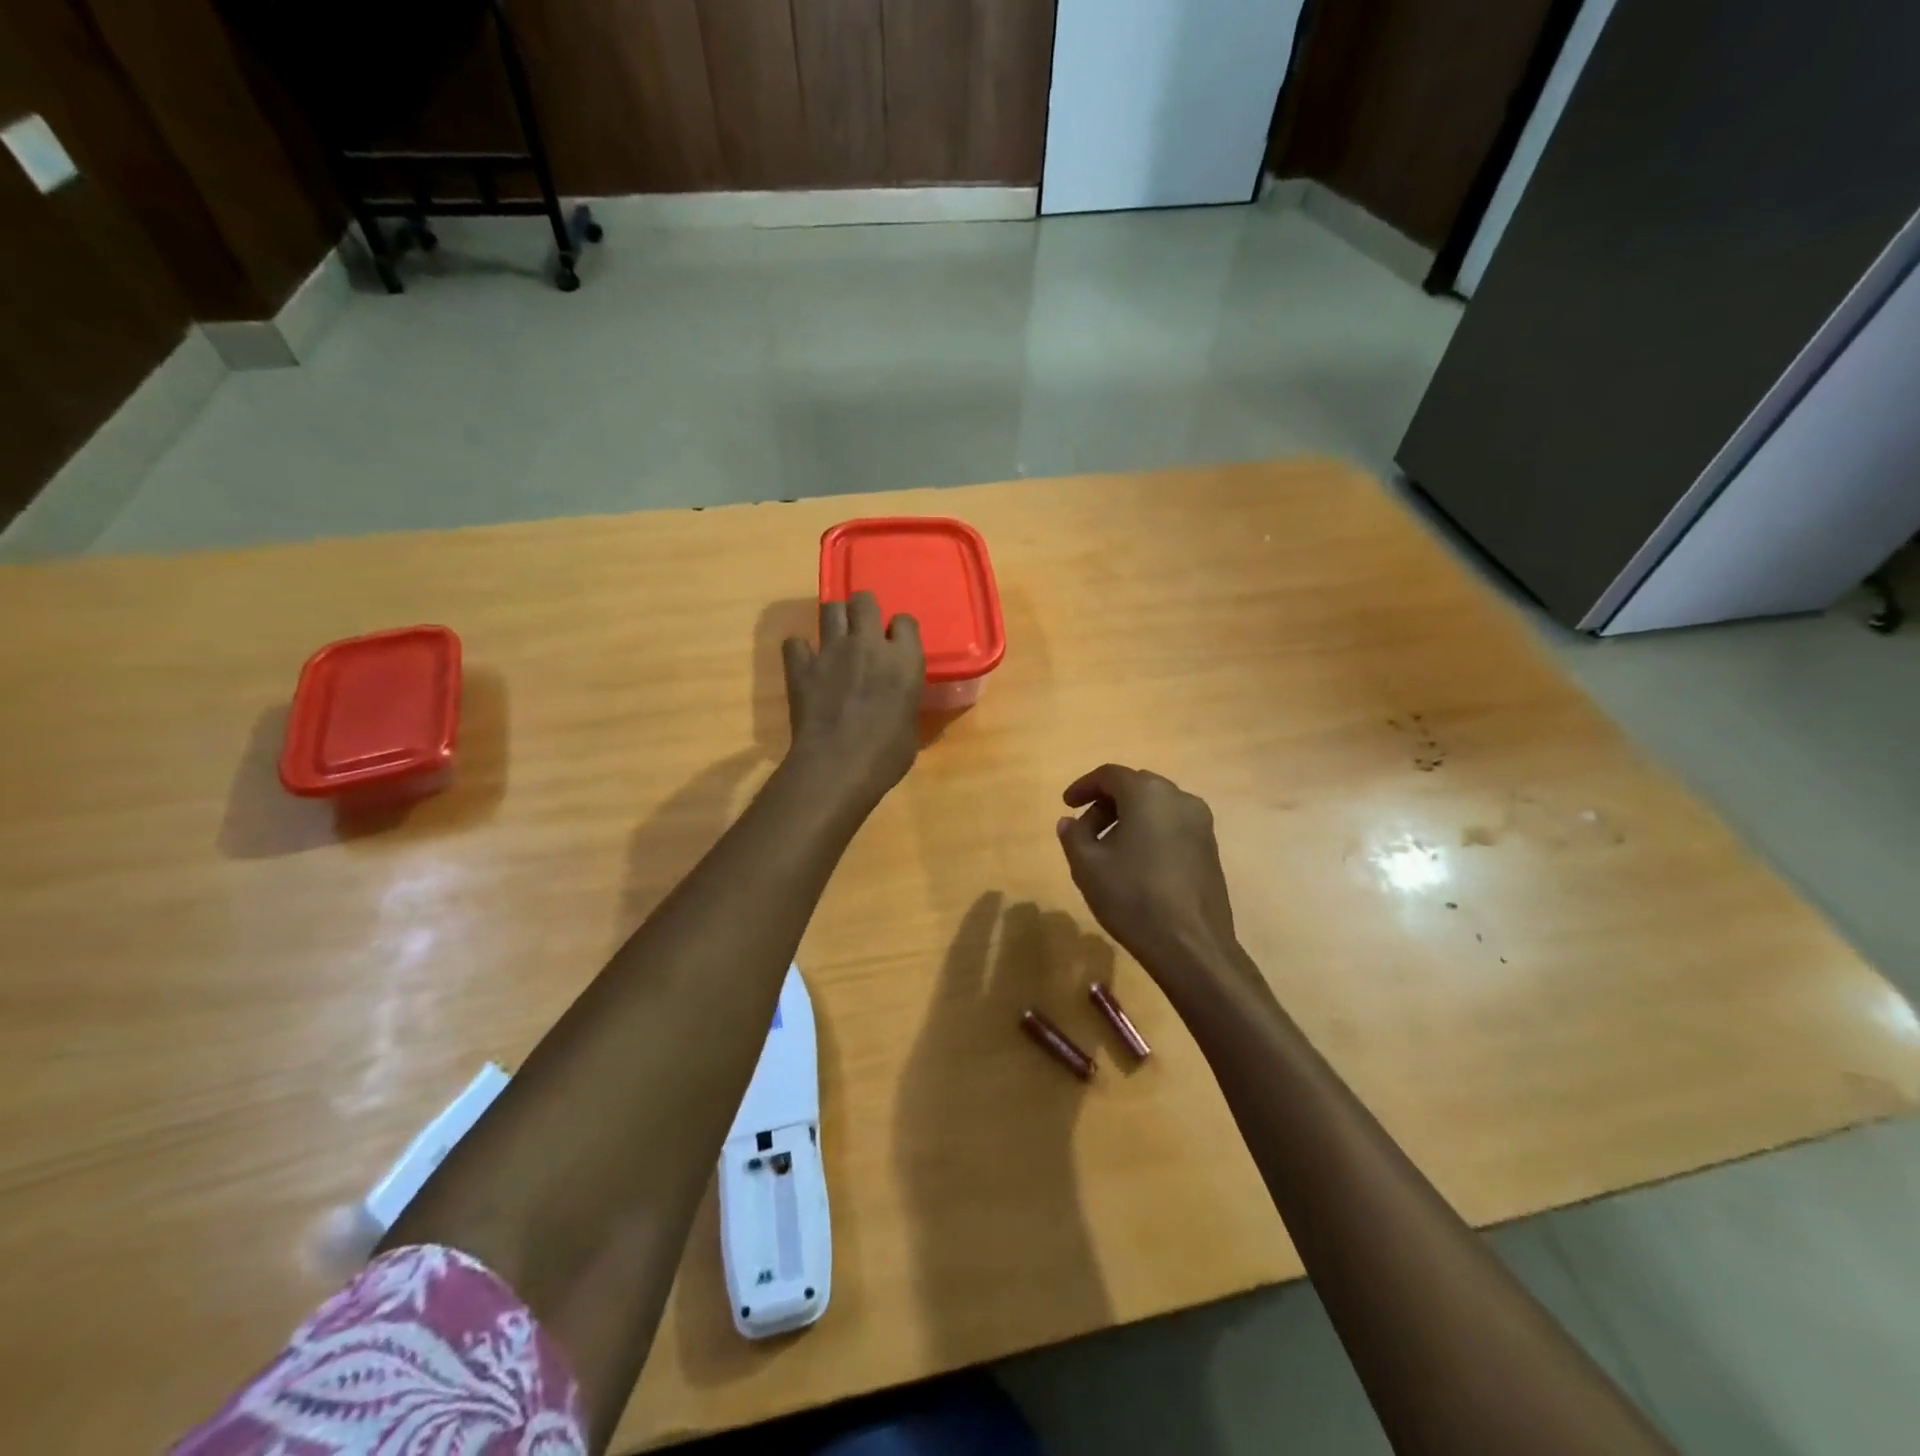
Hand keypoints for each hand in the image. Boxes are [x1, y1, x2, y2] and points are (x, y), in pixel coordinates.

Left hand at [781, 591, 923, 810]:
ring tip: (835, 638)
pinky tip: (805, 664)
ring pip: (830, 608)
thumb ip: (905, 701)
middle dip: (863, 610)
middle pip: (864, 600)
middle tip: (863, 630)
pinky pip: (795, 643)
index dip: (899, 631)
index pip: (906, 621)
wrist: (837, 767)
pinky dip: (799, 651)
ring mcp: (831, 651)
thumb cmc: (886, 756)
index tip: (896, 645)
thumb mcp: (911, 728)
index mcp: (904, 659)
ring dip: (834, 620)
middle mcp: (868, 644)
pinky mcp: (801, 665)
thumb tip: (900, 702)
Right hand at [1056, 764, 1254, 997]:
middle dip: (1106, 803)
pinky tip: (1136, 863)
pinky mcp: (1210, 848)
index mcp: (1147, 794)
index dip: (1084, 786)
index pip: (1110, 775)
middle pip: (1135, 787)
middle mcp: (1179, 798)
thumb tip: (1070, 821)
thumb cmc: (1132, 898)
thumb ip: (1074, 836)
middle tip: (1085, 830)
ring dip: (1129, 818)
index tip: (1067, 805)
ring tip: (1108, 850)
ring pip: (1156, 807)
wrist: (1191, 945)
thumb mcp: (1087, 866)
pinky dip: (1150, 832)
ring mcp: (1200, 823)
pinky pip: (1173, 826)